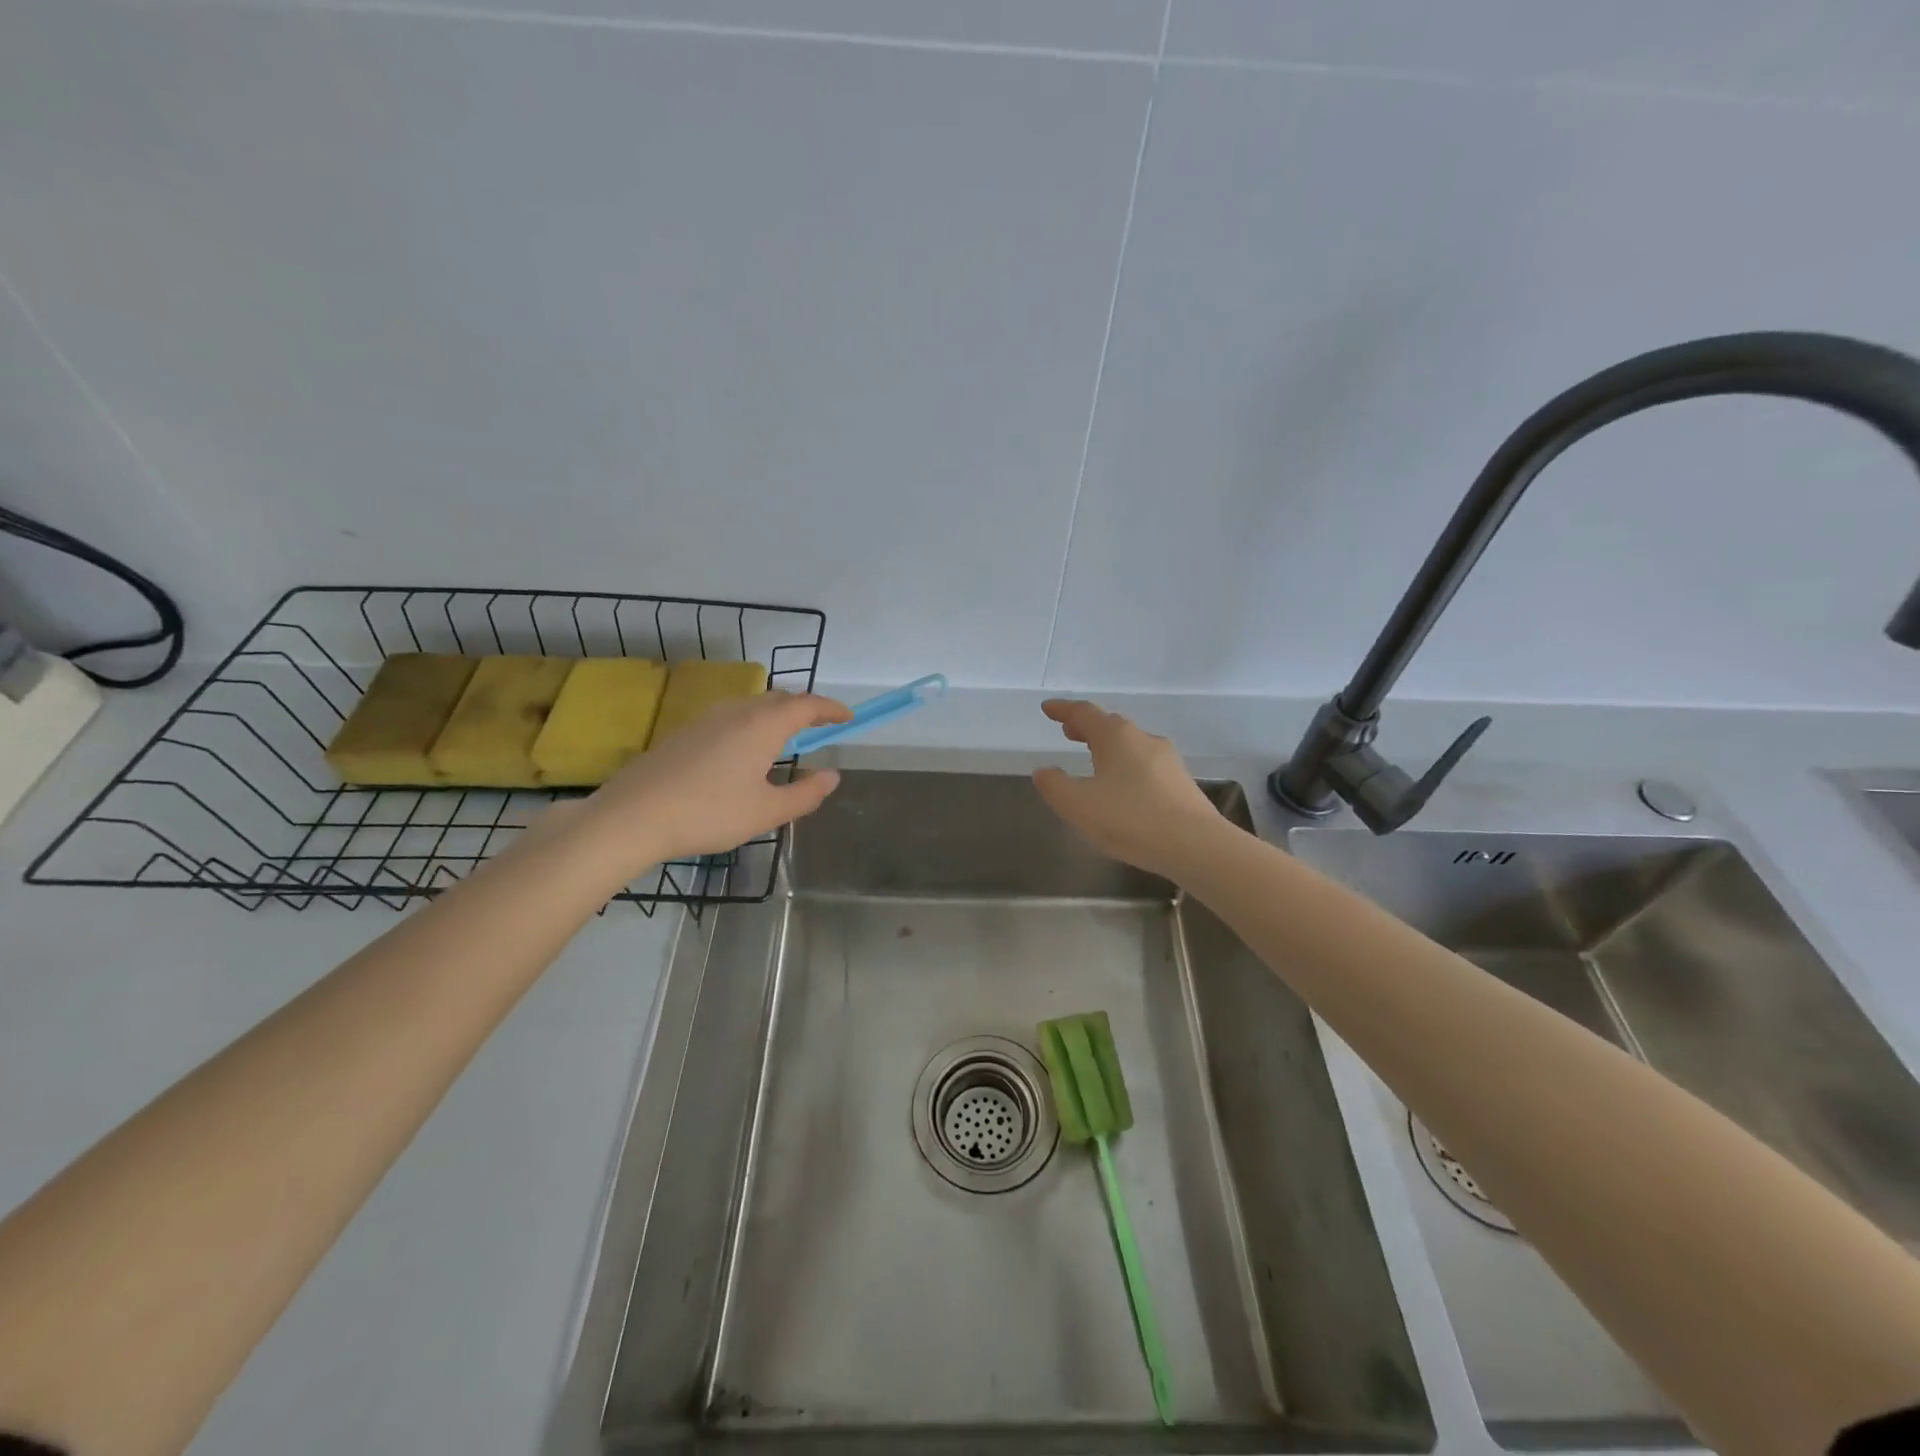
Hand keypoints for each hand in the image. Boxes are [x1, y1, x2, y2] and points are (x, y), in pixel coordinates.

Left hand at [580, 690, 851, 870]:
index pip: (807, 705)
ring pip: (752, 706)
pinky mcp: (685, 733)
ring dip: (777, 714)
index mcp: (763, 726)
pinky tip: (745, 750)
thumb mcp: (766, 812)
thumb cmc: (710, 813)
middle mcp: (737, 712)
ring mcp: (707, 719)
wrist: (634, 816)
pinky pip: (731, 716)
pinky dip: (753, 723)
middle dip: (805, 709)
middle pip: (779, 699)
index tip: (849, 717)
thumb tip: (831, 776)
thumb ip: (805, 794)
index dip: (831, 709)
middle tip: (821, 725)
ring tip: (787, 736)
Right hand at [1032, 699, 1225, 877]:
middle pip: (1110, 725)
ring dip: (1108, 747)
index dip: (1063, 710)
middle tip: (1069, 731)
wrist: (1196, 845)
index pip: (1084, 713)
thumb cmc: (1130, 819)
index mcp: (1116, 737)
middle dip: (1087, 727)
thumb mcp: (1078, 805)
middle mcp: (1143, 739)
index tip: (1047, 708)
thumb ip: (1055, 786)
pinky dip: (1126, 766)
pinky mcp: (1181, 783)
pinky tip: (1123, 787)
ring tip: (1093, 758)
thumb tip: (1044, 771)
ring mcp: (1167, 760)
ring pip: (1130, 745)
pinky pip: (1145, 765)